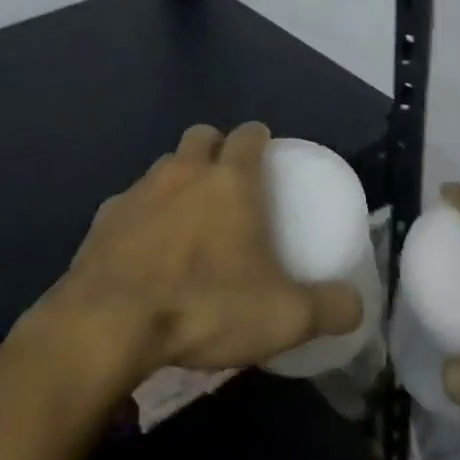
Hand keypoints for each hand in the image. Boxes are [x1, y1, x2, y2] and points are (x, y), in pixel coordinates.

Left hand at [24, 122, 363, 384]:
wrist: (108, 324)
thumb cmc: (204, 305)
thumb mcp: (283, 317)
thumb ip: (328, 308)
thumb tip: (356, 307)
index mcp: (230, 180)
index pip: (249, 134)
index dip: (260, 138)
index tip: (267, 154)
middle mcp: (182, 172)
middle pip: (201, 137)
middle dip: (216, 148)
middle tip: (229, 184)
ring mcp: (137, 191)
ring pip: (164, 167)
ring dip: (179, 181)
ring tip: (189, 221)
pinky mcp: (103, 218)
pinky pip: (131, 203)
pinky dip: (144, 216)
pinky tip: (147, 251)